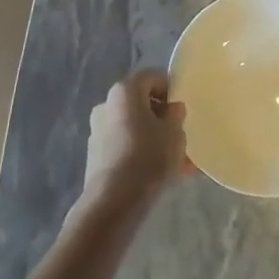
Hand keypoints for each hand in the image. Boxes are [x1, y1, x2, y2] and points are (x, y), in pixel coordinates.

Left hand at [71, 70, 189, 224]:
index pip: (152, 76)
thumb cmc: (148, 157)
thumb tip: (172, 108)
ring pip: (134, 128)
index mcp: (125, 91)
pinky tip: (161, 175)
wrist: (113, 201)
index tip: (183, 109)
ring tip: (178, 163)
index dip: (171, 88)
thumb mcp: (175, 134)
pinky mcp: (96, 155)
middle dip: (162, 118)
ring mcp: (98, 130)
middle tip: (180, 136)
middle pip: (141, 103)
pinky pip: (125, 146)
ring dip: (154, 139)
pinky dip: (142, 153)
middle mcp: (107, 104)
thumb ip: (176, 116)